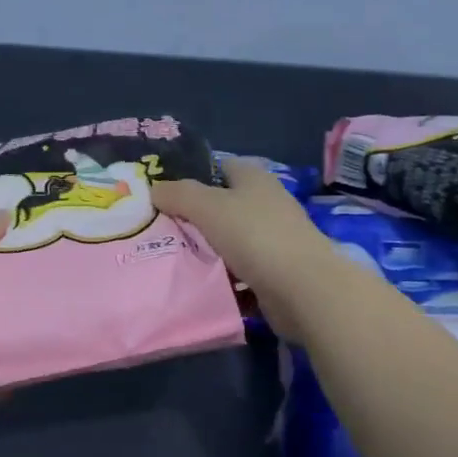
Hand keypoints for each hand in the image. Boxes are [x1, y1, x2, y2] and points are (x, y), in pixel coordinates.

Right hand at [154, 157, 337, 339]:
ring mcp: (272, 240)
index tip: (160, 193)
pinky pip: (238, 272)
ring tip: (167, 259)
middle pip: (220, 206)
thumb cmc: (256, 236)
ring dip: (203, 251)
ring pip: (227, 241)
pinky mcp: (273, 273)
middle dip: (190, 218)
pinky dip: (220, 278)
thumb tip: (154, 189)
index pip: (218, 167)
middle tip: (154, 230)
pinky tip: (196, 286)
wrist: (303, 289)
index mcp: (254, 178)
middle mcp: (265, 204)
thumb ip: (179, 194)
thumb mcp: (209, 206)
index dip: (190, 176)